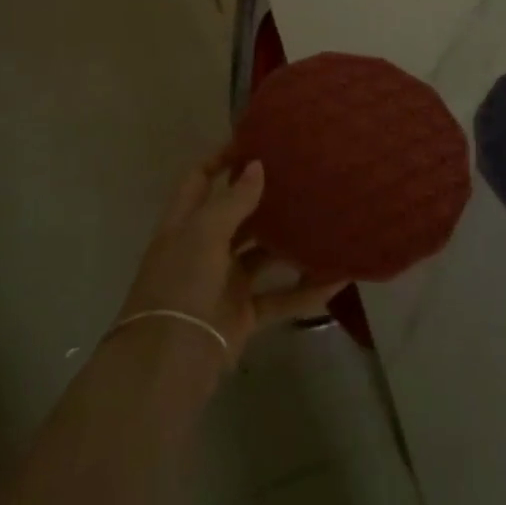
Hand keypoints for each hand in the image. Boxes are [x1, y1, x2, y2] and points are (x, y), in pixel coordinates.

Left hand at [117, 151, 346, 361]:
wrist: (169, 360)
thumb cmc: (181, 284)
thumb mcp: (204, 234)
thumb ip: (233, 201)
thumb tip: (256, 166)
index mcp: (184, 224)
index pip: (200, 180)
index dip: (222, 160)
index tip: (256, 143)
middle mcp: (203, 249)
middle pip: (235, 215)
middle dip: (264, 197)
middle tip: (302, 176)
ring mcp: (224, 283)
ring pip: (262, 256)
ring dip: (289, 243)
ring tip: (324, 219)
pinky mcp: (243, 315)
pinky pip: (280, 297)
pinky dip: (305, 290)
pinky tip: (336, 279)